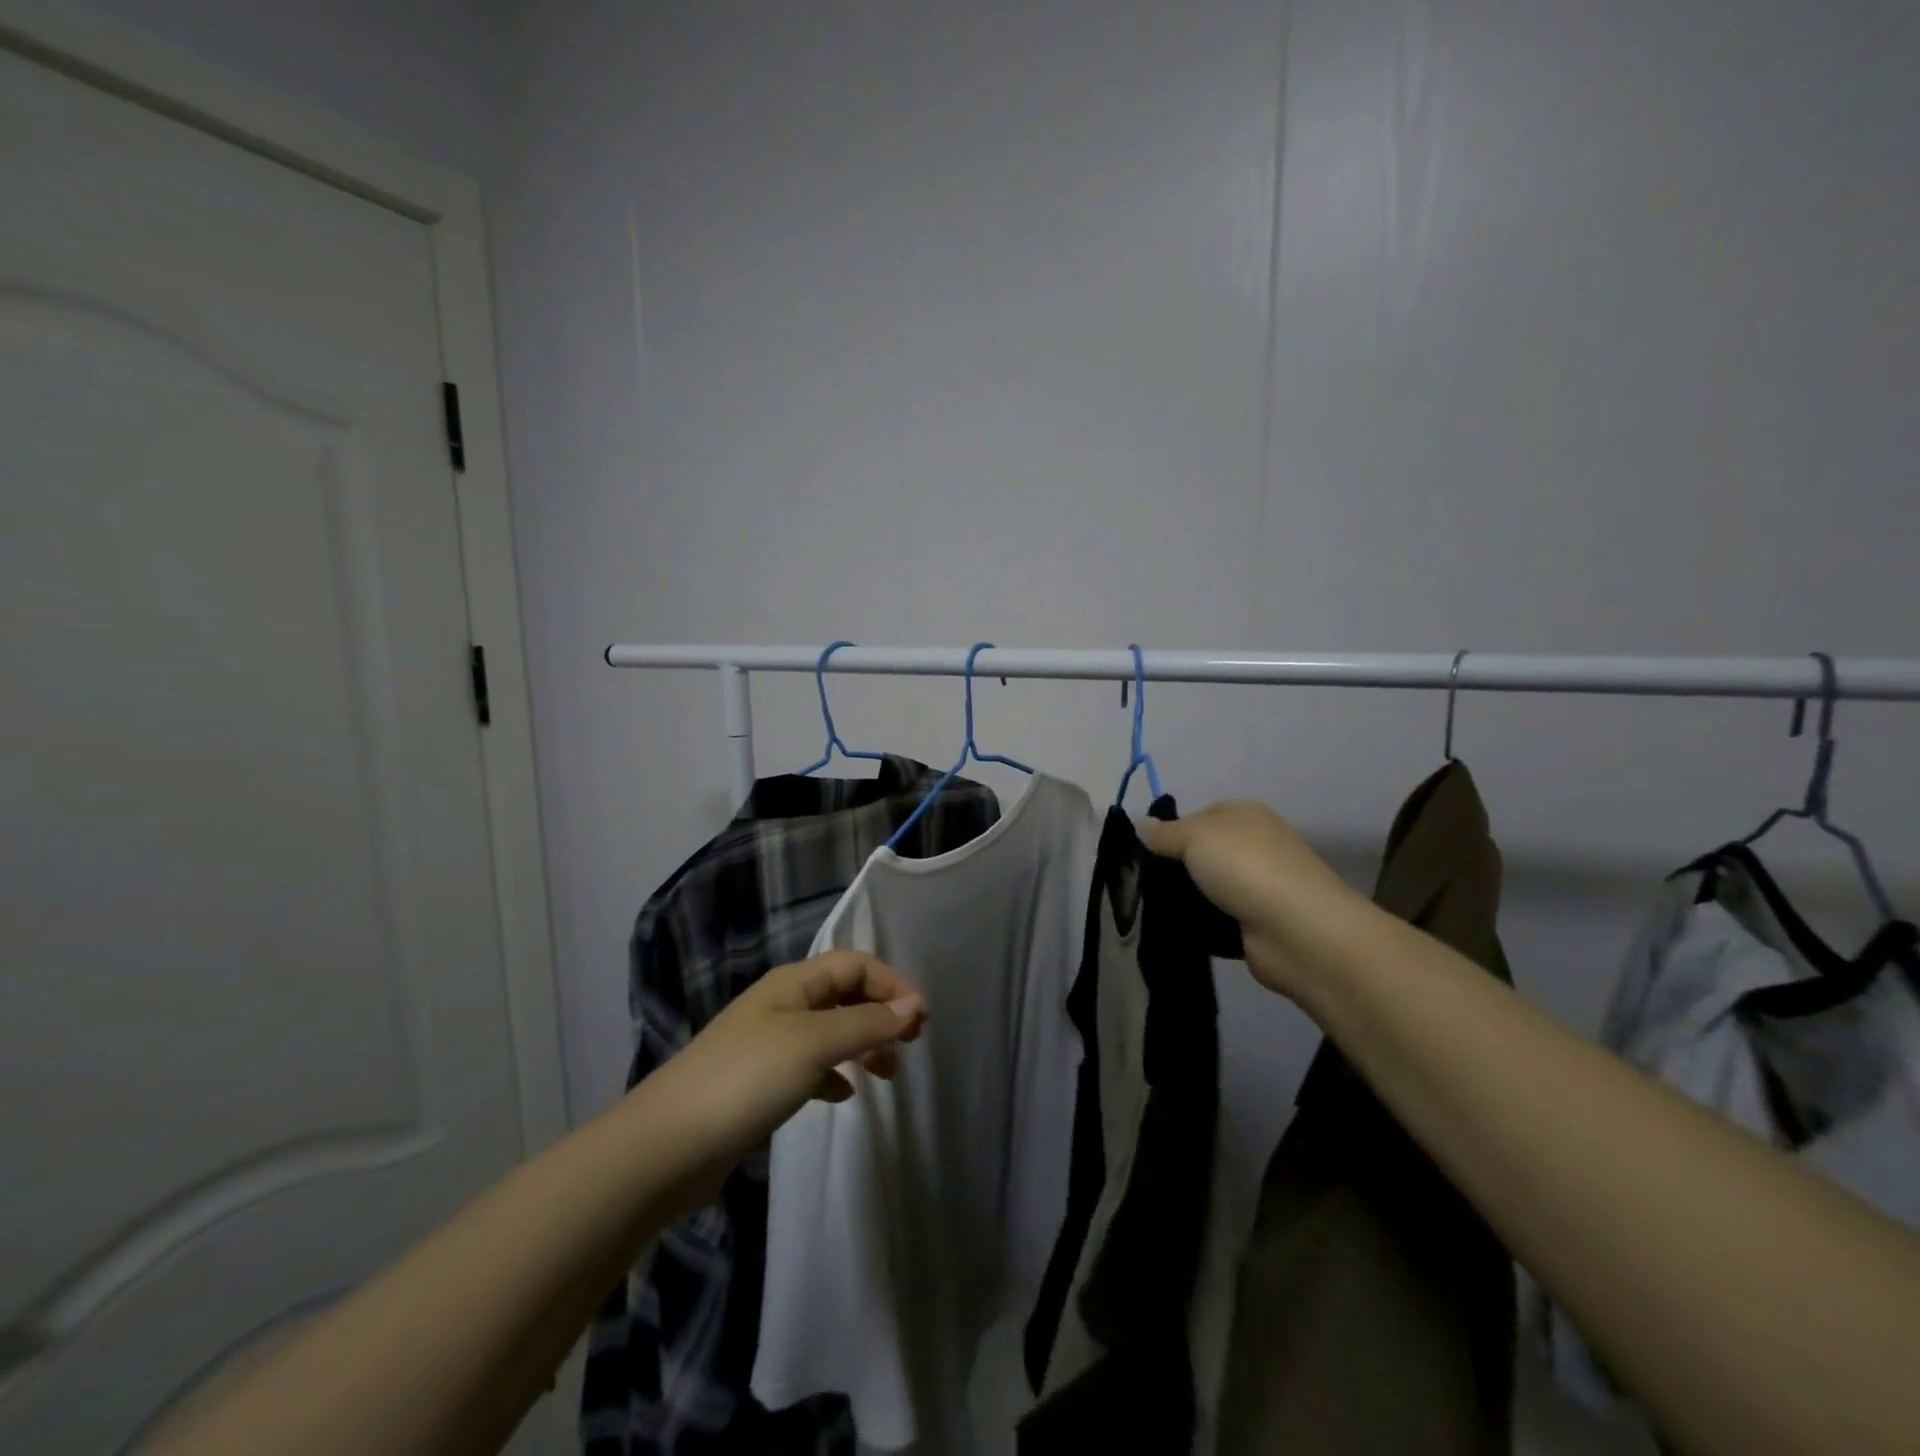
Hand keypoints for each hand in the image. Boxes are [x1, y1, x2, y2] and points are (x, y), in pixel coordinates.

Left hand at [635, 950, 926, 1195]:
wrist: (666, 1147)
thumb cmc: (746, 1079)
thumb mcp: (813, 1043)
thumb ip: (866, 1024)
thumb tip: (912, 1006)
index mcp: (793, 983)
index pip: (854, 964)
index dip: (891, 983)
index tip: (921, 1020)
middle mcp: (782, 1005)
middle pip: (844, 994)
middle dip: (881, 1013)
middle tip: (911, 1045)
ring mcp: (768, 1045)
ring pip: (830, 1032)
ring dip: (862, 1044)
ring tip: (886, 1074)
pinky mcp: (759, 1084)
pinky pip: (810, 1067)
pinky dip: (834, 1074)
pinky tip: (843, 1094)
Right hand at [1141, 800, 1362, 997]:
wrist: (1297, 931)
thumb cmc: (1245, 867)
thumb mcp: (1195, 836)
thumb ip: (1164, 833)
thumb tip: (1142, 824)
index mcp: (1246, 815)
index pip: (1200, 815)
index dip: (1172, 831)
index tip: (1147, 852)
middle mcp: (1256, 847)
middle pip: (1204, 854)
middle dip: (1177, 869)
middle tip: (1144, 884)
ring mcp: (1259, 888)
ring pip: (1209, 889)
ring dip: (1187, 900)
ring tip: (1152, 911)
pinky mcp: (1257, 925)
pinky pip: (1218, 921)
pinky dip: (1201, 927)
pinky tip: (1177, 931)